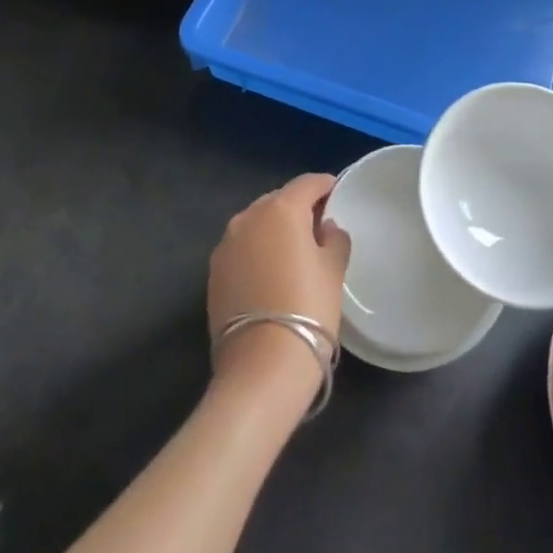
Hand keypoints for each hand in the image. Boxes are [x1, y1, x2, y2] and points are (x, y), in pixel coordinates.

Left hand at [207, 173, 351, 395]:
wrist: (261, 369)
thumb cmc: (308, 310)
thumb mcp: (333, 271)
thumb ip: (334, 239)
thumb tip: (326, 228)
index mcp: (280, 209)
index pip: (307, 183)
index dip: (326, 186)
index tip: (338, 195)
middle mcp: (247, 218)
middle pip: (278, 200)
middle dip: (299, 208)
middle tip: (319, 227)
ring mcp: (225, 246)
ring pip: (256, 224)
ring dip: (275, 230)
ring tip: (295, 252)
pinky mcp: (213, 274)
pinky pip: (242, 249)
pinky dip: (258, 252)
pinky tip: (272, 273)